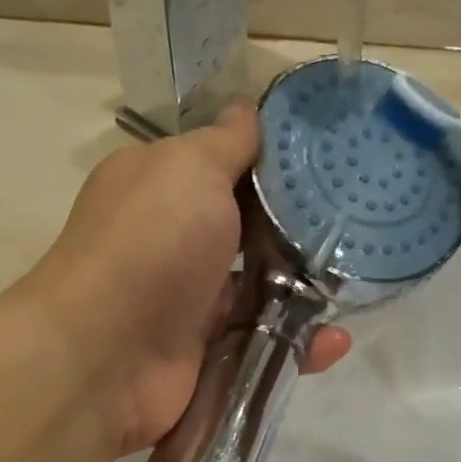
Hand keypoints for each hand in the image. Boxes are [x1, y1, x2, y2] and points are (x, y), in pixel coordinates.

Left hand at [21, 102, 350, 459]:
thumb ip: (226, 142)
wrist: (106, 355)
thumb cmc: (151, 243)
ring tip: (353, 289)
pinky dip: (299, 346)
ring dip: (305, 292)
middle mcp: (173, 241)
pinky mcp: (207, 354)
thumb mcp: (190, 168)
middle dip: (299, 233)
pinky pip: (262, 343)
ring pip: (262, 291)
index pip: (225, 166)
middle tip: (354, 231)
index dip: (275, 165)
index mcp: (161, 187)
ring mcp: (188, 301)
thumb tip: (245, 106)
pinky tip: (333, 340)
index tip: (330, 165)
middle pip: (250, 231)